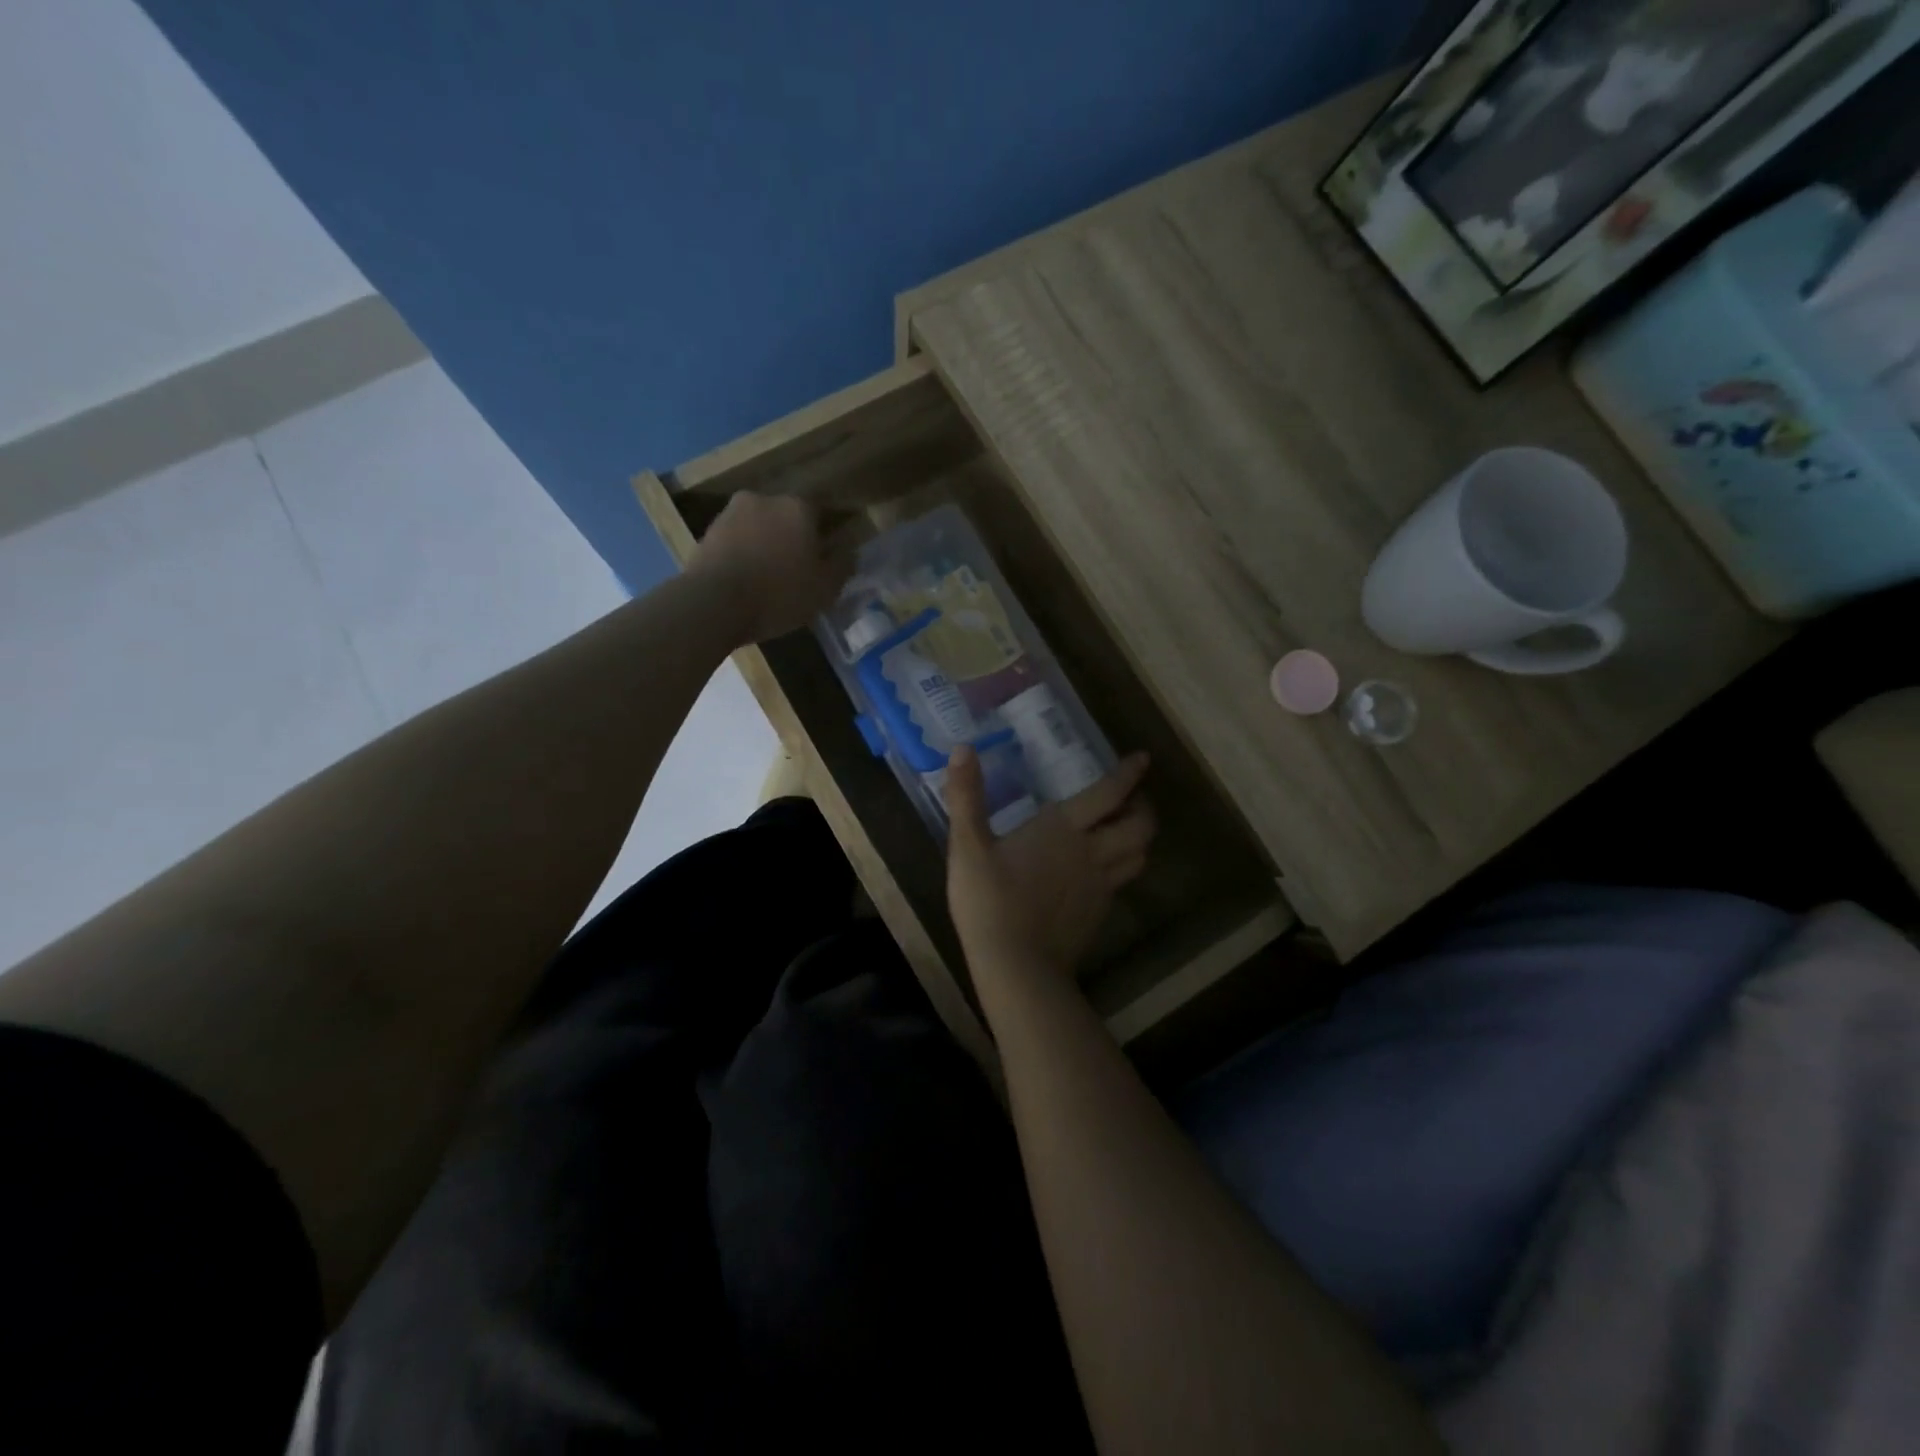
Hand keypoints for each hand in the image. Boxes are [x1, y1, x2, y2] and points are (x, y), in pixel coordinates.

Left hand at [690, 494, 856, 643]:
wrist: (713, 603)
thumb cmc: (778, 594)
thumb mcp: (824, 589)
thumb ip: (842, 566)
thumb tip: (849, 552)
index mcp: (798, 507)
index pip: (822, 513)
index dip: (826, 537)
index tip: (826, 559)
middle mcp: (764, 499)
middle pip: (787, 518)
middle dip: (793, 539)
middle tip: (797, 570)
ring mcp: (731, 513)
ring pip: (759, 528)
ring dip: (766, 546)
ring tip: (768, 579)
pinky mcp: (707, 532)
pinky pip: (736, 542)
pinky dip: (743, 556)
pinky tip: (746, 581)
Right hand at [946, 747, 1154, 985]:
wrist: (1016, 966)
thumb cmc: (990, 901)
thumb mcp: (968, 846)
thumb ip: (966, 797)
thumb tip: (962, 749)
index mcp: (1064, 829)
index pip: (1109, 794)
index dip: (1129, 774)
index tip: (1142, 758)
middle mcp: (1092, 853)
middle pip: (1140, 826)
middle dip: (1143, 808)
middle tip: (1134, 798)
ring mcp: (1100, 886)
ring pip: (1138, 856)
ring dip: (1138, 837)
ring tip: (1124, 829)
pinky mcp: (1097, 914)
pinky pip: (1121, 882)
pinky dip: (1122, 867)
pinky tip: (1102, 870)